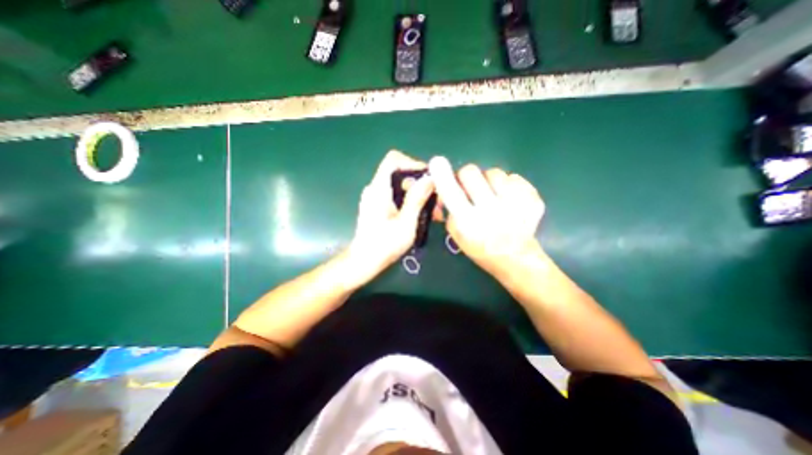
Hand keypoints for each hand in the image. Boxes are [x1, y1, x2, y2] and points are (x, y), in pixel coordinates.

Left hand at [348, 151, 436, 282]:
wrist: (364, 262)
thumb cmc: (384, 245)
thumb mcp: (405, 223)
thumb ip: (416, 199)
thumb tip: (430, 178)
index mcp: (379, 189)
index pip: (393, 160)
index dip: (412, 164)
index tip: (429, 178)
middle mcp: (375, 189)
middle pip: (400, 174)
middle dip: (421, 184)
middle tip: (438, 201)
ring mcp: (376, 198)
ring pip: (400, 187)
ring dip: (418, 195)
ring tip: (435, 212)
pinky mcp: (378, 207)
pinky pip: (397, 196)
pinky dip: (411, 202)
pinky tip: (422, 216)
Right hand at [428, 157, 548, 279]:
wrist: (514, 258)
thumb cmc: (479, 247)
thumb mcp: (456, 234)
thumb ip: (447, 211)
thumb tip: (441, 189)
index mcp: (468, 222)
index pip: (451, 192)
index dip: (442, 175)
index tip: (437, 161)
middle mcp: (490, 211)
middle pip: (471, 172)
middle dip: (466, 176)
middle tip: (470, 187)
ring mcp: (515, 204)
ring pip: (494, 172)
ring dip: (489, 181)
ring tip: (493, 195)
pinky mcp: (533, 199)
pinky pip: (514, 177)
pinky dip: (508, 185)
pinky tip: (509, 200)